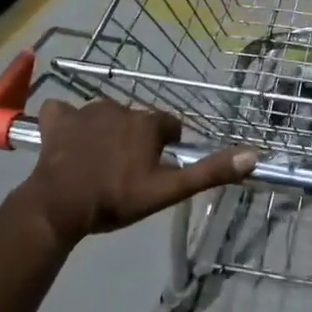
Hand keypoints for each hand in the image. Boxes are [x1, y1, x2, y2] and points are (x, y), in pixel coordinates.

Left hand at [21, 99, 256, 245]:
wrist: (60, 205)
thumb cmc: (117, 199)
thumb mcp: (168, 191)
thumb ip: (209, 172)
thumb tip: (253, 155)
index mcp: (148, 123)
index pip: (169, 126)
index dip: (166, 147)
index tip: (157, 169)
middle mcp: (120, 107)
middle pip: (137, 121)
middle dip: (136, 140)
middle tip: (127, 172)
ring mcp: (86, 110)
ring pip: (105, 116)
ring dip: (106, 132)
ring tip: (99, 163)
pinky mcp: (58, 119)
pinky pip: (65, 112)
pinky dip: (68, 123)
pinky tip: (67, 141)